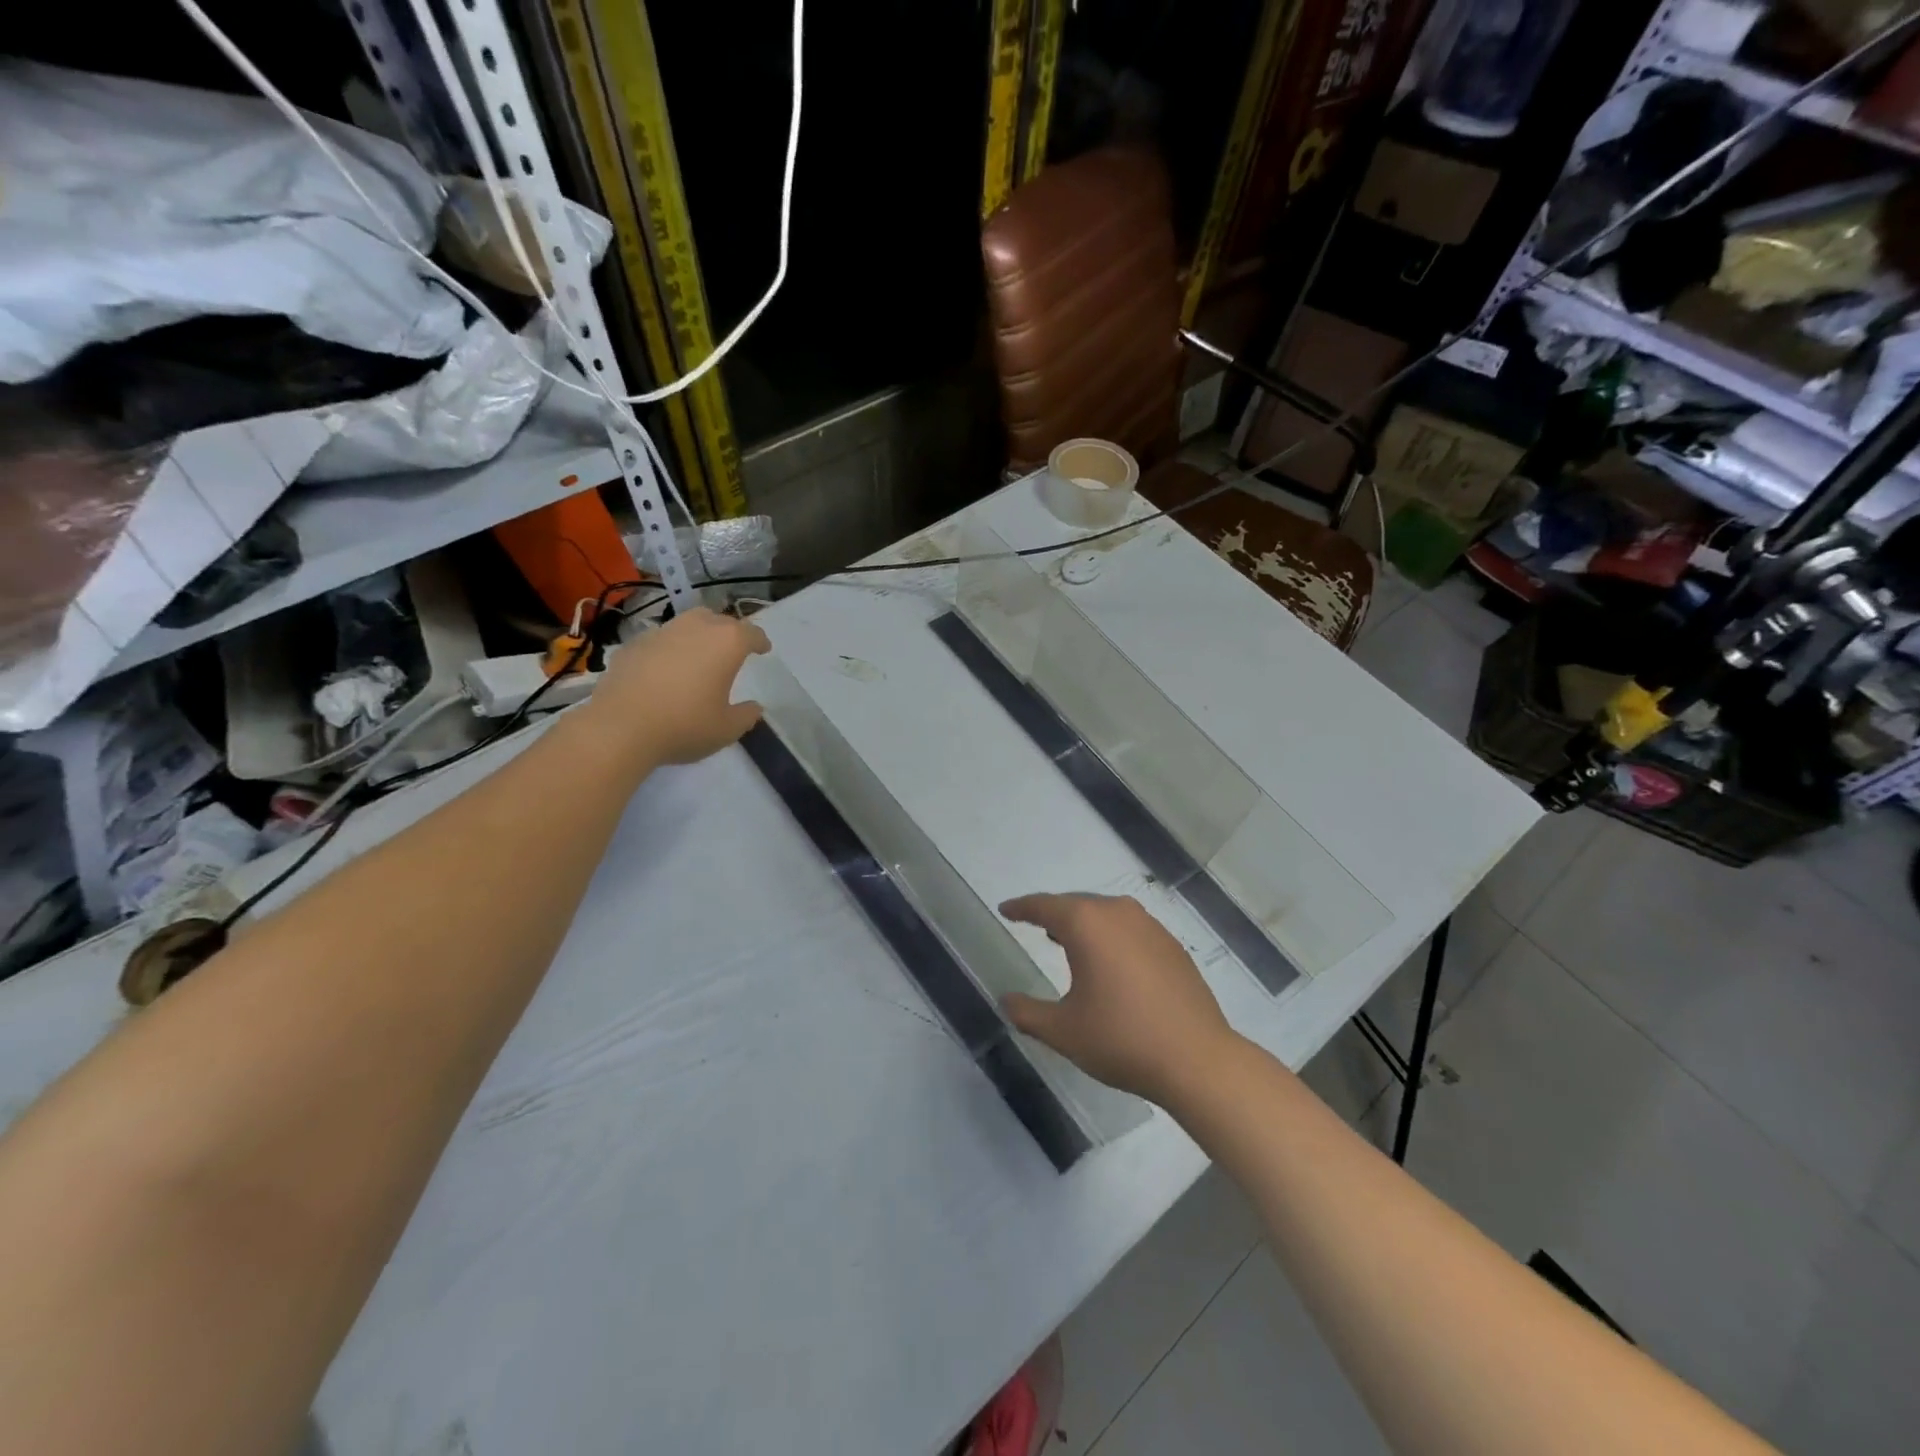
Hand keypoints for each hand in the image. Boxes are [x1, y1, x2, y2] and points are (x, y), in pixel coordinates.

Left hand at [592, 608, 770, 764]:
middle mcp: (695, 628)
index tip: (764, 649)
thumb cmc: (684, 725)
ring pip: (686, 624)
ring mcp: (660, 633)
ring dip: (698, 636)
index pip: (751, 633)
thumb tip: (754, 707)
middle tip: (731, 651)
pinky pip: (659, 640)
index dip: (760, 641)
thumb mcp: (726, 730)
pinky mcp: (632, 645)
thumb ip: (746, 715)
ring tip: (698, 656)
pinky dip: (669, 649)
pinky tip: (665, 670)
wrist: (619, 728)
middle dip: (729, 632)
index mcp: (726, 643)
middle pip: (718, 619)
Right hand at [999, 893, 1237, 1104]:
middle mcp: (1118, 913)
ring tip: (1067, 942)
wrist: (1196, 1059)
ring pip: (1106, 914)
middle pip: (1076, 905)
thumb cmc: (1121, 1039)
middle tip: (1034, 925)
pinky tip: (1110, 963)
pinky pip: (1130, 930)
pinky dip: (1112, 938)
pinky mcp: (1172, 946)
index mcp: (1086, 924)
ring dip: (1084, 925)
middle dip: (1053, 914)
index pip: (1044, 906)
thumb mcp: (1063, 1030)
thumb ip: (1027, 1012)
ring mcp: (1150, 926)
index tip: (1006, 910)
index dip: (1021, 907)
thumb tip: (1006, 1000)